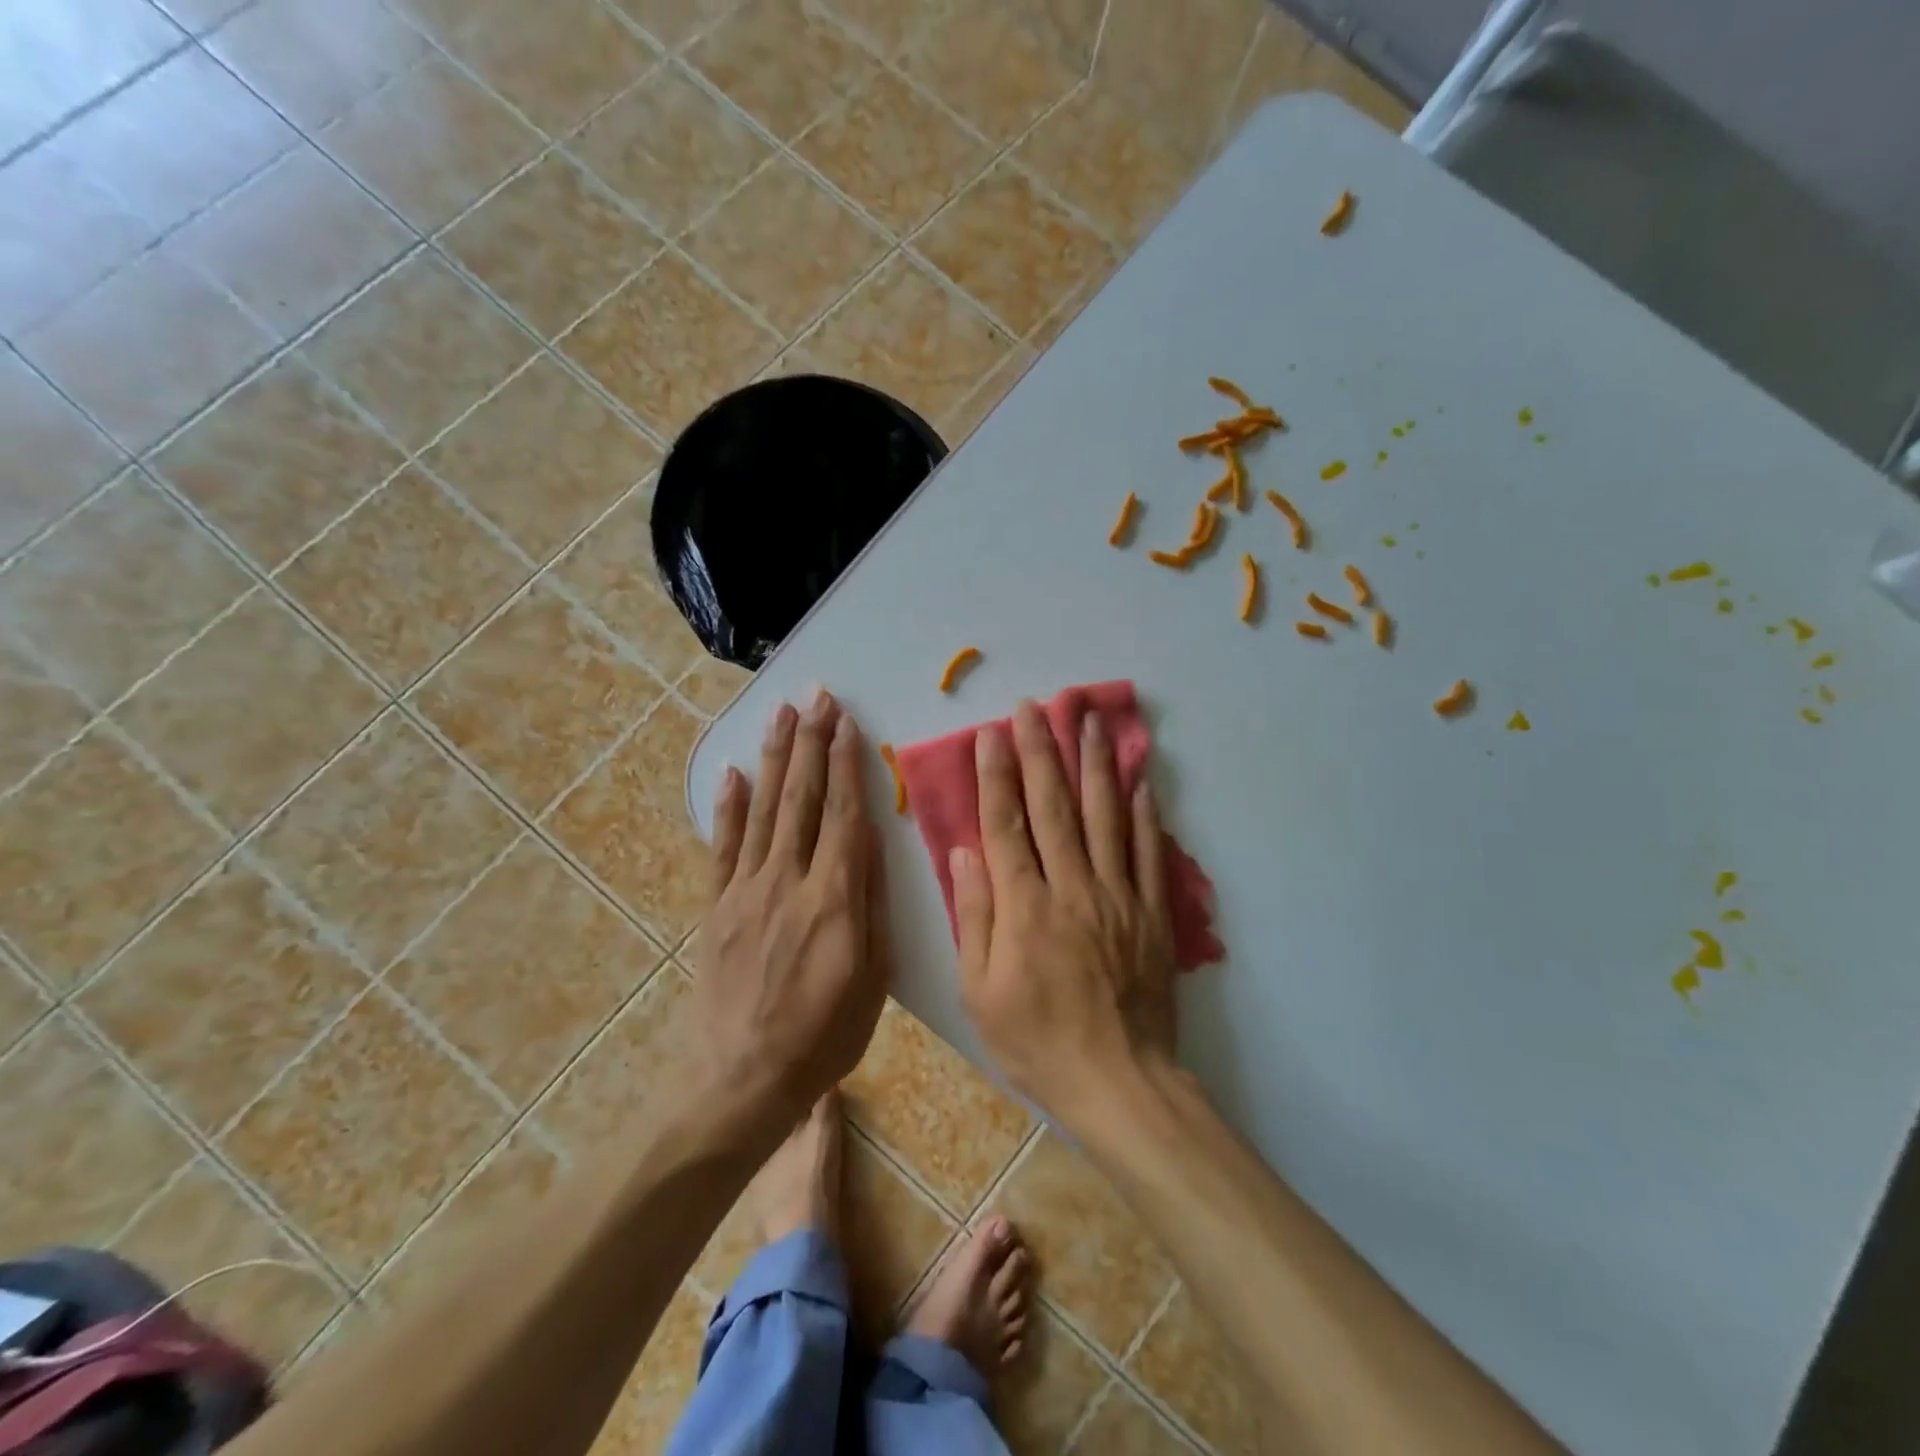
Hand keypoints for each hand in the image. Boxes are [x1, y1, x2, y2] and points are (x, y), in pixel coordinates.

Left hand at [697, 689, 888, 1118]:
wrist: (743, 1079)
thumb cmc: (824, 1034)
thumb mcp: (871, 976)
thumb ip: (870, 904)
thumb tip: (871, 844)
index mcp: (834, 896)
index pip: (843, 814)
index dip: (846, 764)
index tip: (846, 722)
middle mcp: (788, 879)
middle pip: (802, 799)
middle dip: (811, 743)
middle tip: (817, 696)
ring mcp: (746, 890)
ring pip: (765, 810)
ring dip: (775, 758)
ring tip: (782, 714)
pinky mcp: (718, 907)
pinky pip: (723, 847)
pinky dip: (728, 807)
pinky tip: (734, 773)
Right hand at [952, 700, 1177, 1120]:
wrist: (1120, 1082)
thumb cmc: (1037, 1040)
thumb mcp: (980, 992)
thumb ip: (973, 917)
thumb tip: (965, 853)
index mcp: (1024, 907)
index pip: (1005, 825)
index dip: (996, 776)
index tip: (990, 734)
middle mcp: (1072, 888)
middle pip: (1054, 806)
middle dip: (1041, 750)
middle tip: (1034, 706)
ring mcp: (1118, 896)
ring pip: (1105, 816)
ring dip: (1095, 764)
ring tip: (1090, 720)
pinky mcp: (1151, 912)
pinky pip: (1149, 852)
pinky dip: (1145, 813)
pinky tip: (1141, 779)